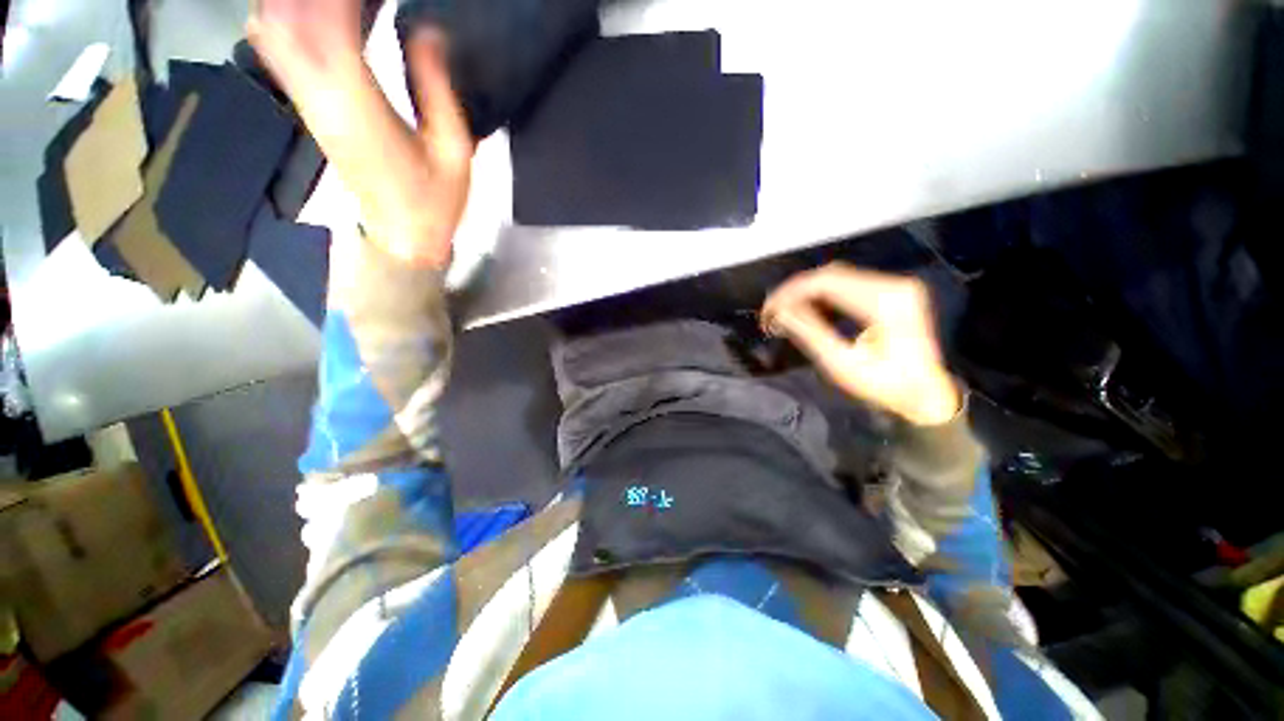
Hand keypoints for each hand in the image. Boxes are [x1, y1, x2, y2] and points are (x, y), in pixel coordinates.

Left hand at [249, 1, 471, 266]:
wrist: (402, 236)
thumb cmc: (435, 200)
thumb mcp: (453, 150)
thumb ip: (436, 88)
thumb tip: (426, 29)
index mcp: (359, 106)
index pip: (330, 24)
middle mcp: (321, 97)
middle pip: (287, 18)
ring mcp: (308, 103)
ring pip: (273, 29)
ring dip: (294, 5)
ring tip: (336, 5)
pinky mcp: (308, 110)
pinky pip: (276, 51)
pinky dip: (281, 19)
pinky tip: (302, 12)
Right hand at [761, 263, 960, 425]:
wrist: (926, 395)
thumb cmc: (884, 386)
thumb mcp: (842, 364)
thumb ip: (809, 333)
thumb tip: (780, 312)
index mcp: (885, 303)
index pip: (826, 282)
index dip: (791, 292)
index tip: (768, 309)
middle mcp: (893, 285)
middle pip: (831, 275)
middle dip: (795, 291)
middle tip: (771, 312)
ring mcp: (895, 286)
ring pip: (837, 276)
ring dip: (807, 292)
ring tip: (784, 312)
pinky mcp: (892, 292)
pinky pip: (848, 283)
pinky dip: (822, 294)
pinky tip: (807, 308)